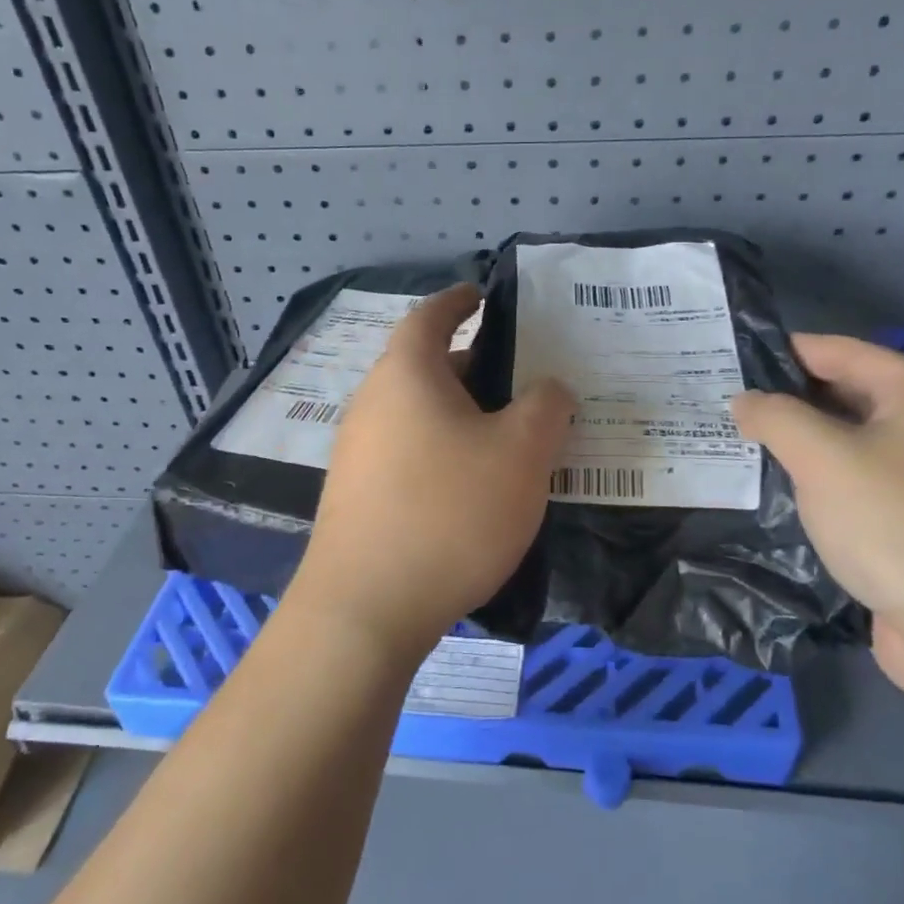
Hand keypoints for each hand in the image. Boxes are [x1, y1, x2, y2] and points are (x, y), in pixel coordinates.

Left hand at [296, 285, 576, 663]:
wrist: (367, 608)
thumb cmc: (450, 512)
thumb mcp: (522, 453)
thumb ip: (545, 407)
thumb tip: (548, 388)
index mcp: (406, 374)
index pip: (430, 316)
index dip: (459, 300)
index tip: (482, 295)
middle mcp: (372, 403)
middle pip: (424, 367)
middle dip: (471, 366)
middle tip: (518, 379)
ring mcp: (357, 452)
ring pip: (416, 414)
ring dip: (458, 414)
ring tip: (505, 434)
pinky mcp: (355, 496)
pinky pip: (406, 452)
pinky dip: (440, 450)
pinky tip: (470, 485)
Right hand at [731, 335, 903, 700]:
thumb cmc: (899, 524)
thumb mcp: (823, 458)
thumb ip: (776, 418)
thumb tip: (745, 400)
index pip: (840, 352)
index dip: (784, 350)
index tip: (729, 358)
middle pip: (846, 398)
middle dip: (786, 402)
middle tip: (723, 406)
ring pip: (848, 449)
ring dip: (798, 449)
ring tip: (736, 448)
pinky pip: (856, 491)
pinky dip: (818, 489)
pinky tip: (775, 498)